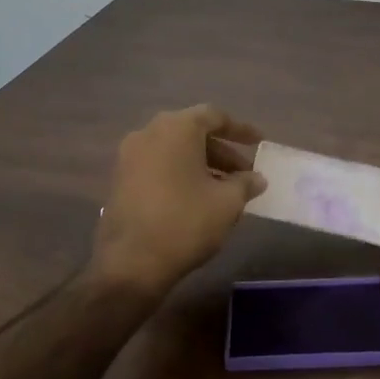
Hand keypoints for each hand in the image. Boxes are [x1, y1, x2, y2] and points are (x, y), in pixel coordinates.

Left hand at [91, 105, 266, 297]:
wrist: (131, 262)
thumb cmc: (186, 222)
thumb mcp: (227, 202)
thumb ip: (245, 184)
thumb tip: (256, 178)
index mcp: (176, 128)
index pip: (214, 116)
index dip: (240, 129)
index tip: (259, 143)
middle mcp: (149, 133)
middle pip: (192, 133)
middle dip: (222, 152)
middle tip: (245, 173)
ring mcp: (129, 157)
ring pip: (174, 151)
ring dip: (202, 165)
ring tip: (226, 190)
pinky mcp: (120, 180)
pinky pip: (158, 166)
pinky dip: (181, 175)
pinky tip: (198, 199)